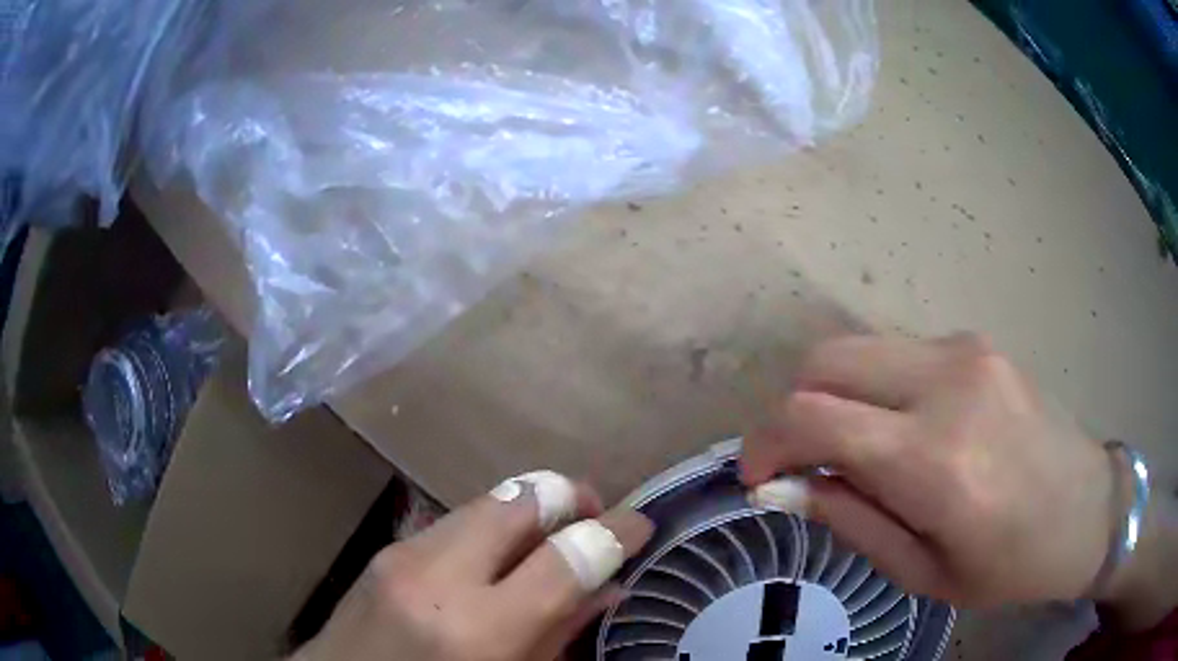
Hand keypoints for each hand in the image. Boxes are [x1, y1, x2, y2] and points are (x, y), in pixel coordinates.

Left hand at [291, 471, 652, 660]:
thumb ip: (559, 634)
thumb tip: (607, 587)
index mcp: (475, 630)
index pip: (566, 556)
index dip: (615, 532)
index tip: (640, 525)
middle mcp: (435, 577)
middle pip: (522, 499)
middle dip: (570, 497)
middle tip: (596, 518)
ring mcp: (402, 554)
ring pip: (488, 500)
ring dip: (533, 509)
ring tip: (554, 535)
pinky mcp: (387, 549)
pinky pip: (457, 519)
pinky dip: (494, 525)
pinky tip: (501, 555)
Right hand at [741, 333, 1113, 607]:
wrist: (1089, 510)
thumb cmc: (1010, 564)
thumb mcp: (923, 572)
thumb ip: (850, 520)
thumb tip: (782, 487)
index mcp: (935, 460)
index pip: (811, 417)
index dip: (763, 442)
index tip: (757, 475)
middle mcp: (947, 383)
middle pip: (824, 360)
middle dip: (791, 409)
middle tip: (800, 462)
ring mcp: (965, 351)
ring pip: (857, 349)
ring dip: (834, 396)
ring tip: (853, 450)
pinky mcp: (977, 342)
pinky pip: (898, 353)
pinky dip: (875, 388)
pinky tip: (903, 429)